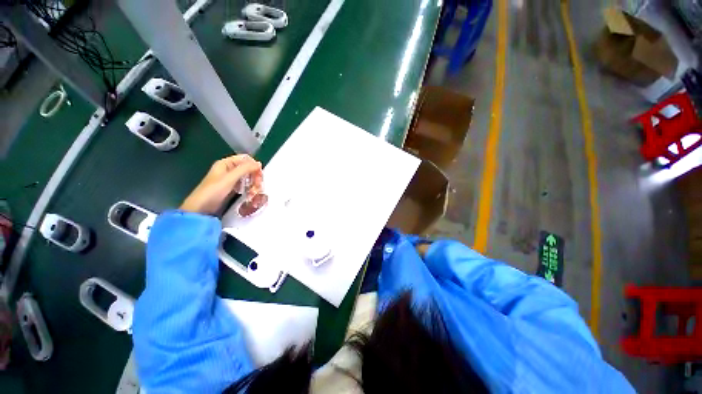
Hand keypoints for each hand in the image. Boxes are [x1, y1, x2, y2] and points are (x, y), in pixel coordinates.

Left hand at [180, 155, 262, 214]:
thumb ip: (245, 169)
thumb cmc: (214, 190)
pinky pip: (243, 184)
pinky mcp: (231, 188)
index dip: (253, 165)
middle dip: (254, 176)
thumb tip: (259, 163)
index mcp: (226, 163)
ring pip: (247, 177)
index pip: (245, 159)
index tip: (260, 174)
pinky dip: (248, 188)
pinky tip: (250, 193)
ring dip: (253, 183)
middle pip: (247, 168)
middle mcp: (228, 169)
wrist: (201, 207)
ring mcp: (229, 179)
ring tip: (255, 191)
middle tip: (258, 185)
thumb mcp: (230, 178)